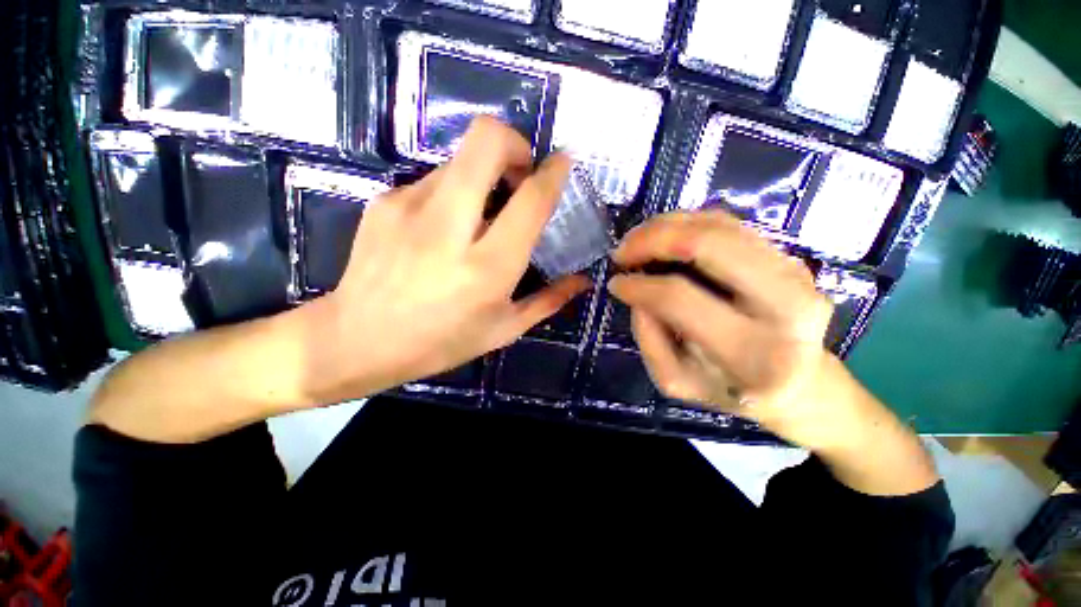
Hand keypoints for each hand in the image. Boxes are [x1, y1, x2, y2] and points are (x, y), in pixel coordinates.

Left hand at [303, 117, 588, 403]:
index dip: (553, 172)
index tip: (562, 164)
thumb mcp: (503, 329)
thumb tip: (583, 280)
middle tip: (521, 173)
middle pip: (486, 140)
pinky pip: (434, 179)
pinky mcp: (385, 200)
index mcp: (488, 267)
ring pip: (461, 158)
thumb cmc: (440, 342)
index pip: (530, 199)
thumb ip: (549, 300)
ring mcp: (410, 206)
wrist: (356, 340)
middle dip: (515, 144)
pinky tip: (445, 227)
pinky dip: (453, 192)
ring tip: (480, 213)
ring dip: (483, 175)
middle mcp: (450, 227)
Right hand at [608, 211, 878, 453]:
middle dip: (653, 239)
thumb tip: (636, 293)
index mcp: (753, 353)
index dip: (639, 286)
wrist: (800, 384)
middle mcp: (785, 306)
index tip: (616, 283)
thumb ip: (649, 339)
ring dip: (667, 225)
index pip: (681, 299)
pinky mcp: (788, 257)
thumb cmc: (731, 390)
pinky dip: (688, 222)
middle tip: (622, 250)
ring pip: (719, 226)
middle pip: (709, 245)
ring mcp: (794, 273)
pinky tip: (664, 235)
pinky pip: (730, 224)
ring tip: (637, 240)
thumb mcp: (676, 381)